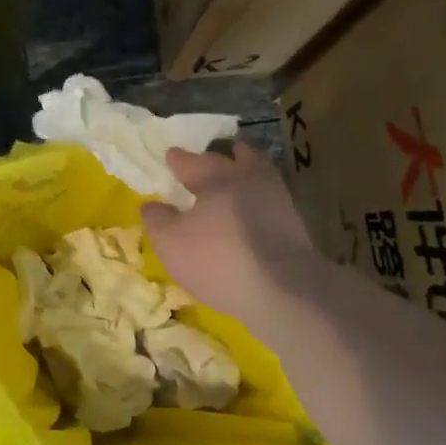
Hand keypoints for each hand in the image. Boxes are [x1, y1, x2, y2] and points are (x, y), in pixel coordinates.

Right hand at [141, 144, 317, 319]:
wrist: (283, 289)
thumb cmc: (218, 259)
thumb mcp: (171, 242)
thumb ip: (157, 220)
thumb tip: (152, 205)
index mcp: (216, 178)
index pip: (192, 162)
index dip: (179, 159)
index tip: (171, 155)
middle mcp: (248, 179)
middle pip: (234, 159)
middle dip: (219, 157)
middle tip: (210, 158)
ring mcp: (276, 199)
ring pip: (258, 175)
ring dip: (245, 172)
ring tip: (234, 179)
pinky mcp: (293, 223)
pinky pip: (269, 199)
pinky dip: (258, 197)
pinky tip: (250, 210)